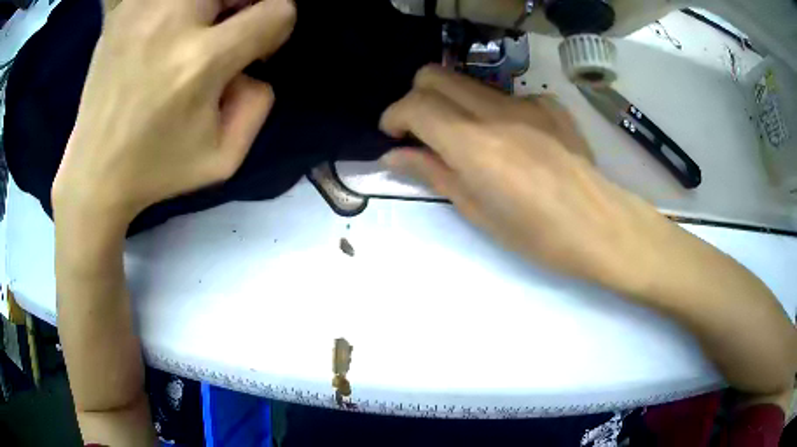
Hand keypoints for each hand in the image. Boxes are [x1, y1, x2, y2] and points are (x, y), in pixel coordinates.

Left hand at [53, 0, 295, 228]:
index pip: (276, 11)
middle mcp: (170, 24)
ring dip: (210, 5)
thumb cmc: (158, 169)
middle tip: (225, 32)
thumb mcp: (224, 158)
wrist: (94, 173)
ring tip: (194, 30)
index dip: (278, 26)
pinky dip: (174, 10)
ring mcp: (140, 11)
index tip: (257, 48)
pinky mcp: (120, 13)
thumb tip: (255, 63)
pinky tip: (165, 29)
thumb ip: (259, 102)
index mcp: (200, 63)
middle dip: (245, 4)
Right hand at [380, 65, 681, 293]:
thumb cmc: (538, 236)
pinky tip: (511, 140)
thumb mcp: (478, 212)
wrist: (602, 227)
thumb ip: (433, 173)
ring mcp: (528, 102)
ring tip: (465, 138)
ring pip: (469, 81)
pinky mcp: (550, 105)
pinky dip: (493, 110)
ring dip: (452, 102)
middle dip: (416, 97)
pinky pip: (507, 95)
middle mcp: (497, 111)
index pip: (415, 104)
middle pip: (435, 75)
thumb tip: (394, 155)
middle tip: (421, 131)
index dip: (394, 116)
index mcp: (475, 145)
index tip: (394, 136)